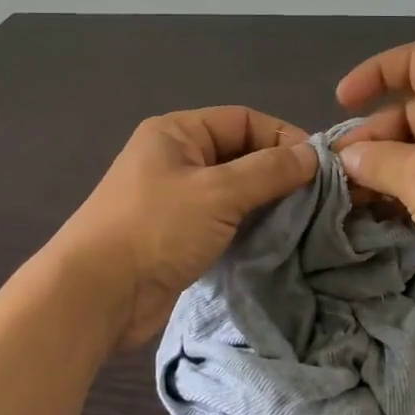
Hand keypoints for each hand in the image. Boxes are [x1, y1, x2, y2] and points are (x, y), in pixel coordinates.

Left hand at [53, 107, 317, 350]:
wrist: (97, 295)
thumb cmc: (156, 228)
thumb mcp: (218, 192)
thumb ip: (269, 171)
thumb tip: (313, 155)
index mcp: (177, 132)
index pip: (242, 119)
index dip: (281, 136)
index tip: (318, 166)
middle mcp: (176, 158)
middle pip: (240, 152)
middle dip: (277, 170)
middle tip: (317, 196)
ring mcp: (176, 198)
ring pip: (234, 188)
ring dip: (266, 201)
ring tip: (303, 218)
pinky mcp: (179, 234)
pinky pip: (224, 218)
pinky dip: (249, 224)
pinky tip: (276, 238)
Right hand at [332, 42, 414, 314]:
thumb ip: (375, 160)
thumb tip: (348, 157)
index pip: (414, 61)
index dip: (373, 74)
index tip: (341, 102)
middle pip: (413, 111)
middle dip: (373, 137)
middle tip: (338, 170)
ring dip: (387, 169)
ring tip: (350, 196)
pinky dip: (411, 190)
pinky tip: (380, 213)